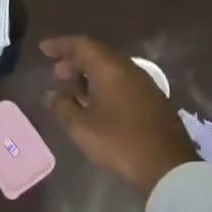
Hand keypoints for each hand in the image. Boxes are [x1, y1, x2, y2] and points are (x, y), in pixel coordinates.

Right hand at [40, 36, 196, 197]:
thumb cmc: (119, 143)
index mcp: (111, 70)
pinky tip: (94, 104)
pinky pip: (122, 83)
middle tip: (55, 72)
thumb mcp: (82, 128)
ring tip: (71, 88)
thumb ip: (63, 107)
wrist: (167, 167)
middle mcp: (130, 70)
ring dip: (89, 75)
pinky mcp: (153, 102)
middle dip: (74, 60)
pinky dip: (103, 86)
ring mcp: (145, 86)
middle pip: (98, 55)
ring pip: (112, 70)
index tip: (43, 48)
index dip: (61, 45)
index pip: (82, 45)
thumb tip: (53, 95)